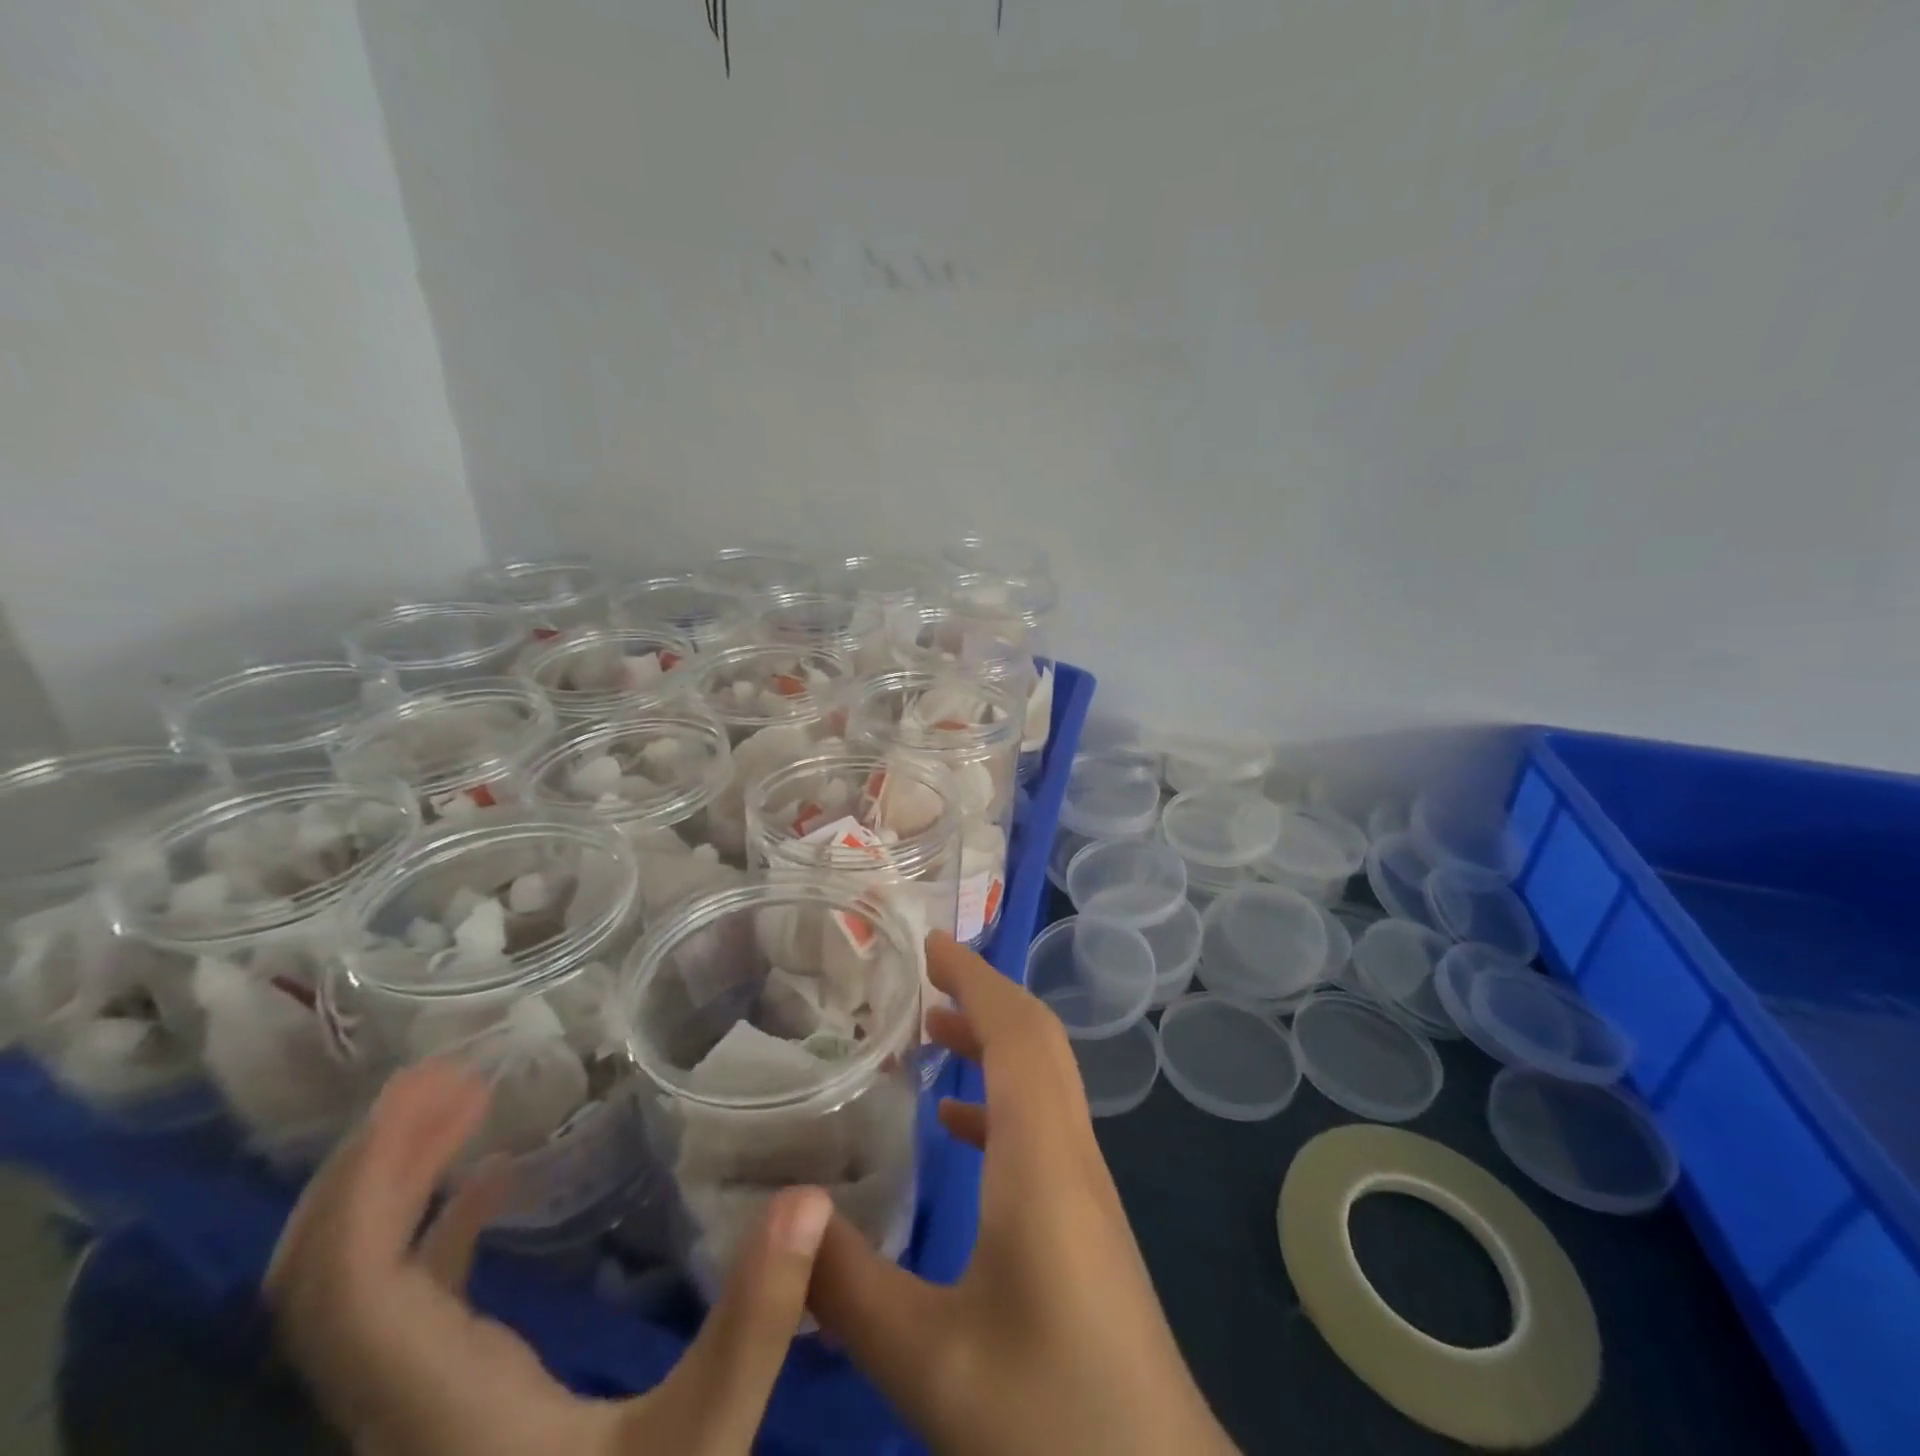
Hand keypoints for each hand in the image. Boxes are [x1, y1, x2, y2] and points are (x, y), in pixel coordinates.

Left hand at [265, 1061, 830, 1455]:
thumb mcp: (697, 1448)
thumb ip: (752, 1327)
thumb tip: (805, 1198)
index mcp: (432, 1405)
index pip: (342, 1283)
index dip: (370, 1174)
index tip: (439, 1083)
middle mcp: (393, 1404)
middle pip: (319, 1278)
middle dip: (370, 1163)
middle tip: (449, 1074)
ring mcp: (410, 1408)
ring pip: (351, 1289)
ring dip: (394, 1187)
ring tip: (463, 1102)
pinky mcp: (440, 1408)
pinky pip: (405, 1302)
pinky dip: (433, 1227)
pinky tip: (493, 1183)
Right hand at [809, 931, 1239, 1455]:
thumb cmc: (1049, 1415)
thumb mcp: (926, 1358)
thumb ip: (845, 1286)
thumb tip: (784, 1212)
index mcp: (1041, 1157)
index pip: (1016, 1032)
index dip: (975, 977)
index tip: (929, 941)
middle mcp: (1071, 1151)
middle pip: (1036, 1040)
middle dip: (983, 992)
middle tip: (920, 972)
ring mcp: (1085, 1184)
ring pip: (1042, 1078)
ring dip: (991, 1040)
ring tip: (926, 1030)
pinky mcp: (1085, 1217)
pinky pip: (1041, 1124)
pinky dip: (998, 1097)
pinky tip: (952, 1124)